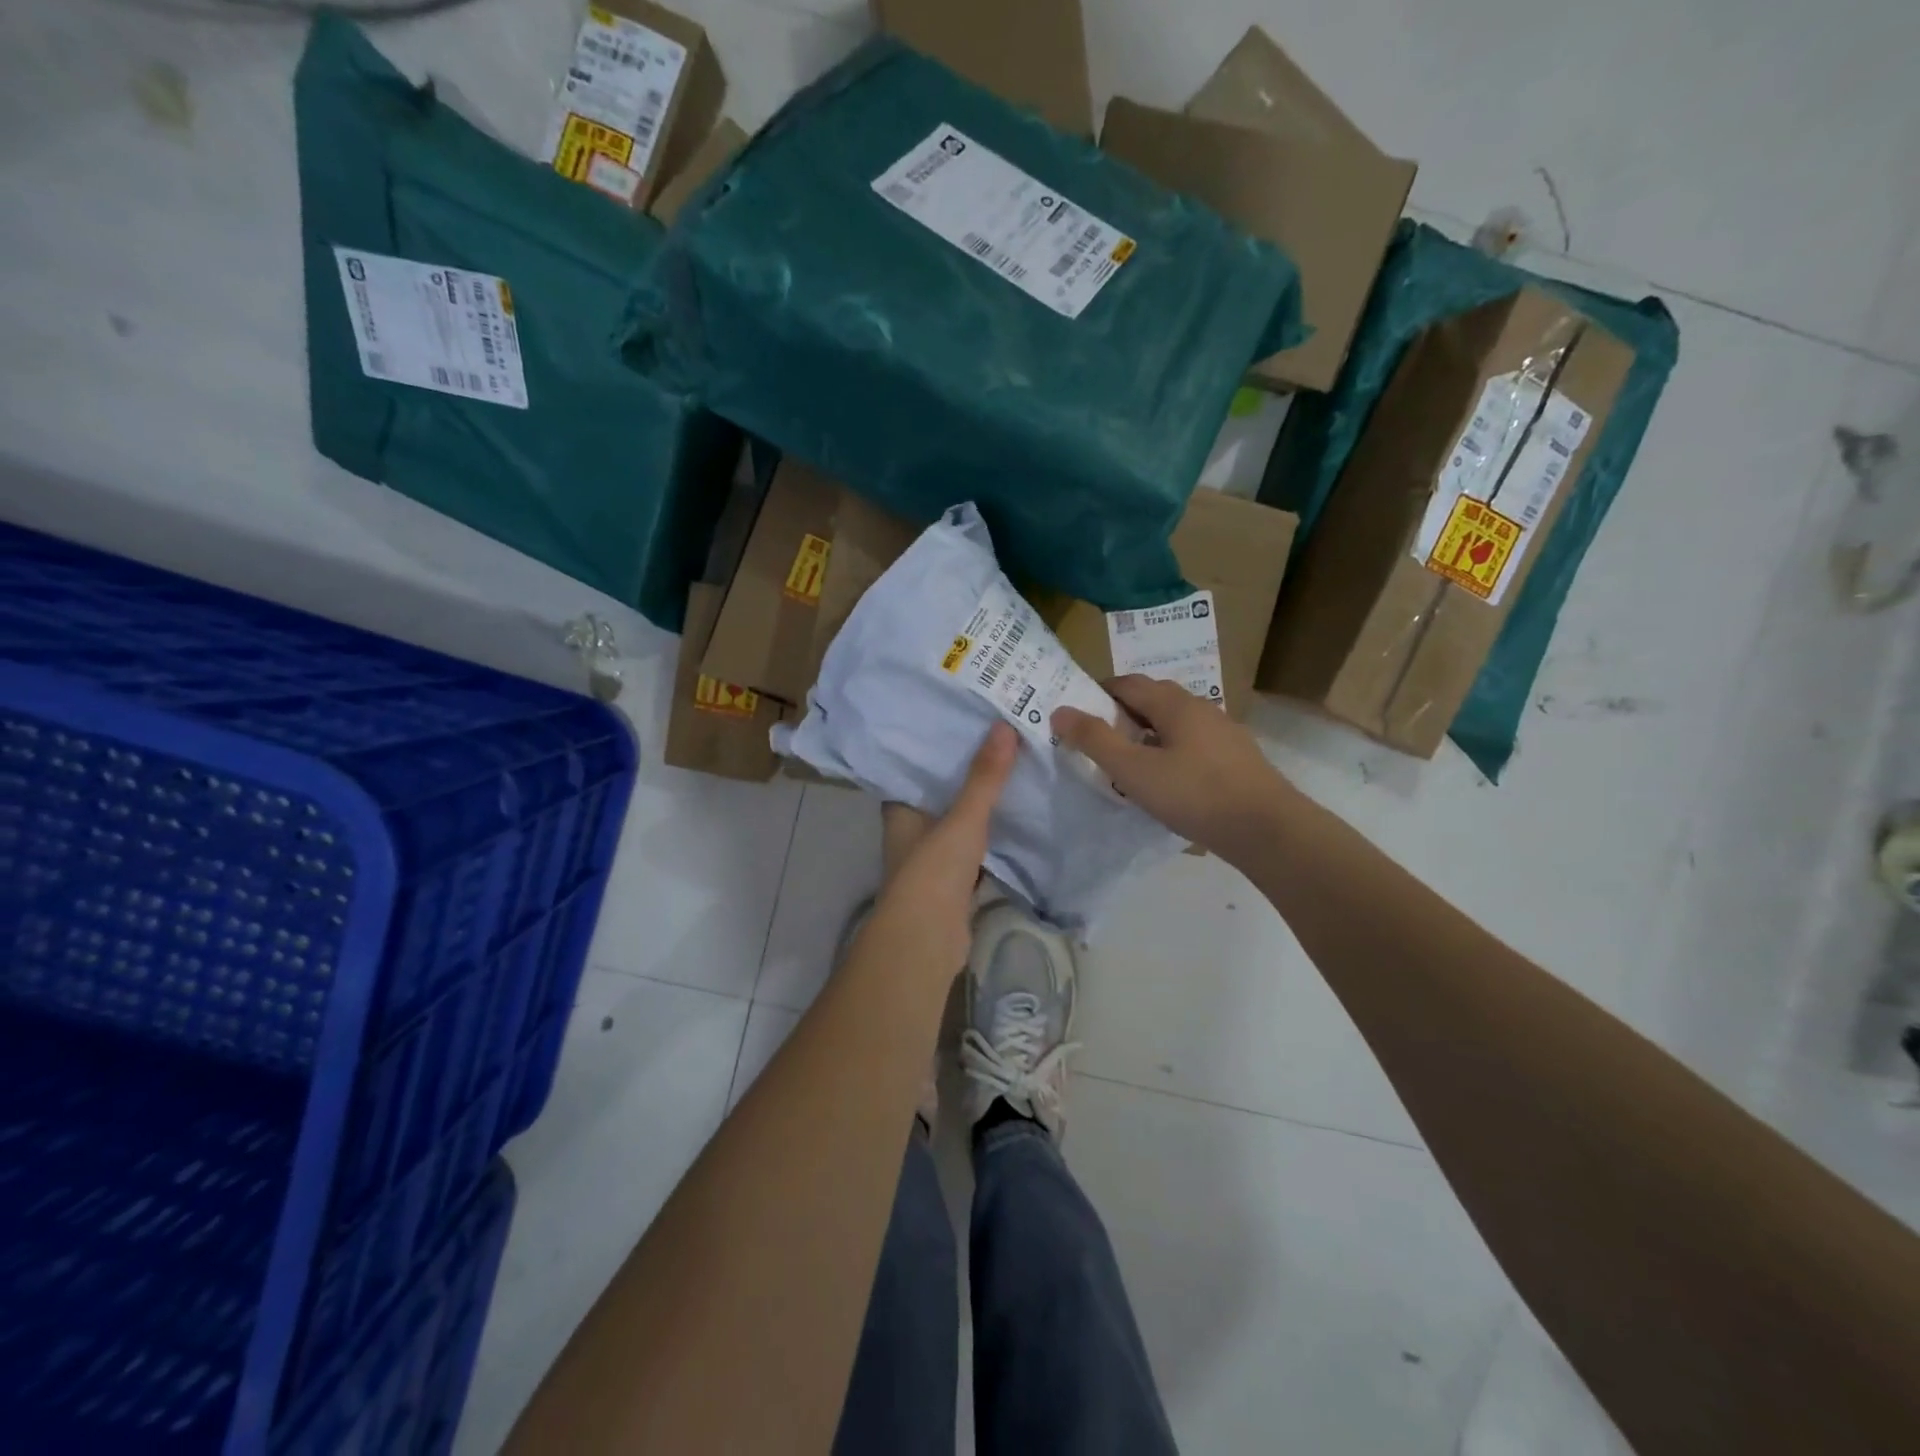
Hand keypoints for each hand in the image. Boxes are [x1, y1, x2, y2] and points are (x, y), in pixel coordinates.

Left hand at [861, 722, 1019, 980]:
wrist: (927, 940)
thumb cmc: (934, 870)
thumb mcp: (963, 818)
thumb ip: (984, 778)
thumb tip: (1004, 726)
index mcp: (900, 810)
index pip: (913, 768)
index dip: (934, 747)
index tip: (962, 723)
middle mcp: (911, 831)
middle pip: (940, 794)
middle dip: (966, 773)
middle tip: (999, 740)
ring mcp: (931, 859)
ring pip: (958, 823)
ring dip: (980, 806)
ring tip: (1014, 770)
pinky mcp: (953, 882)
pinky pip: (974, 849)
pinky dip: (991, 837)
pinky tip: (1017, 818)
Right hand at [1052, 675, 1295, 859]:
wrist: (1267, 829)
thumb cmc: (1194, 794)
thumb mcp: (1133, 770)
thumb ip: (1095, 740)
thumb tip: (1060, 711)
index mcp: (1174, 704)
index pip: (1128, 683)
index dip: (1098, 692)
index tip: (1076, 712)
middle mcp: (1200, 708)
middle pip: (1153, 698)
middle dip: (1122, 711)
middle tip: (1097, 737)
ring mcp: (1223, 732)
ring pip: (1175, 722)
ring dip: (1147, 732)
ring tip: (1128, 760)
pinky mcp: (1236, 758)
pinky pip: (1193, 743)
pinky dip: (1170, 750)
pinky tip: (1167, 779)